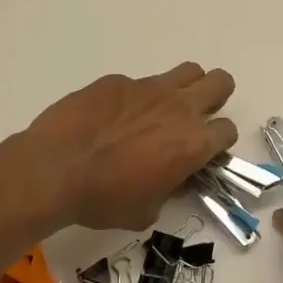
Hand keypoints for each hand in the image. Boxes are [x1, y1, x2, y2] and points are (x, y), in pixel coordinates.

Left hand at [26, 63, 238, 231]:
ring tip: (160, 110)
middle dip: (215, 98)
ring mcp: (147, 88)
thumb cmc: (104, 199)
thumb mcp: (146, 211)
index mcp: (193, 143)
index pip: (228, 130)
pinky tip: (111, 118)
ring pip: (187, 71)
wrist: (54, 169)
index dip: (217, 143)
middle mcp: (178, 108)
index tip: (201, 154)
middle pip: (220, 83)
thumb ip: (169, 190)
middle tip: (193, 118)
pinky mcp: (117, 80)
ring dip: (184, 88)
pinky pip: (139, 83)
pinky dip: (135, 98)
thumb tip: (172, 177)